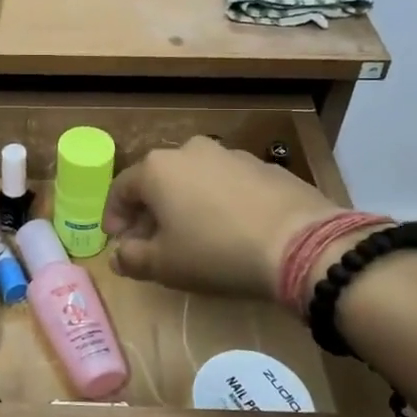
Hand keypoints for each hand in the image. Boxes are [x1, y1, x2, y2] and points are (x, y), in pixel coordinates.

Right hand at [102, 137, 342, 300]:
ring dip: (185, 204)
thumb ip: (132, 259)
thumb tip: (118, 255)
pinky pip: (228, 183)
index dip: (114, 217)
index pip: (121, 189)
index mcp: (157, 169)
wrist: (302, 244)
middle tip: (153, 242)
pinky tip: (231, 229)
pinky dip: (219, 202)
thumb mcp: (165, 265)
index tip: (118, 242)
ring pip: (194, 179)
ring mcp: (230, 154)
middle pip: (158, 181)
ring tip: (194, 236)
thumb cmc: (216, 252)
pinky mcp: (264, 166)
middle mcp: (189, 151)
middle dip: (150, 211)